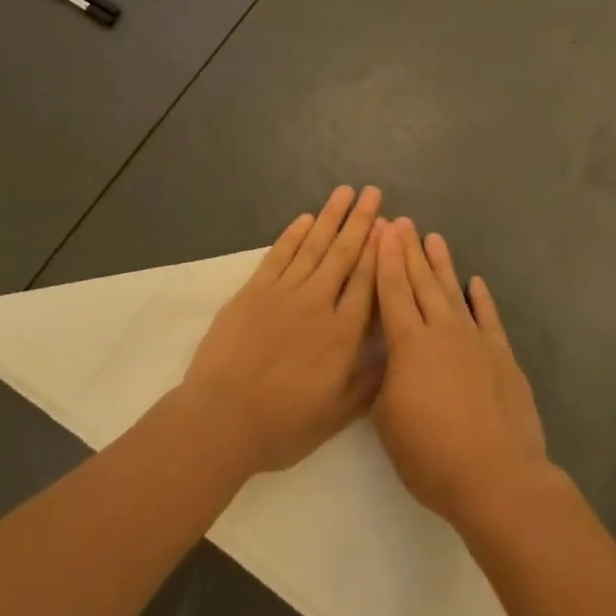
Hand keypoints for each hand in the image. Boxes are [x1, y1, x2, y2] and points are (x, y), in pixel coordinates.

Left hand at [179, 185, 384, 476]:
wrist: (221, 418)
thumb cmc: (283, 423)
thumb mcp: (338, 414)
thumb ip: (369, 379)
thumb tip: (394, 347)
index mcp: (342, 333)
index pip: (367, 280)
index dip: (379, 250)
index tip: (390, 224)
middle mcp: (317, 303)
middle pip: (343, 254)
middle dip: (360, 221)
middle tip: (373, 192)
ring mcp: (283, 293)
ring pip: (312, 246)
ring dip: (330, 217)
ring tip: (345, 192)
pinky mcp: (253, 291)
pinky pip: (278, 255)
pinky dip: (293, 235)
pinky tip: (305, 219)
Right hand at [372, 220, 551, 531]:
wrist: (496, 476)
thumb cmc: (431, 454)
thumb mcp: (387, 420)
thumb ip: (384, 379)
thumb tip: (387, 356)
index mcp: (408, 343)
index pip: (392, 290)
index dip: (384, 259)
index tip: (382, 230)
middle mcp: (442, 330)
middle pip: (421, 282)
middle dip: (409, 250)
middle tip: (402, 222)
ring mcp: (475, 340)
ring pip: (454, 292)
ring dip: (442, 264)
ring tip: (433, 238)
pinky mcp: (501, 356)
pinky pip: (489, 317)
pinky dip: (482, 298)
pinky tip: (476, 282)